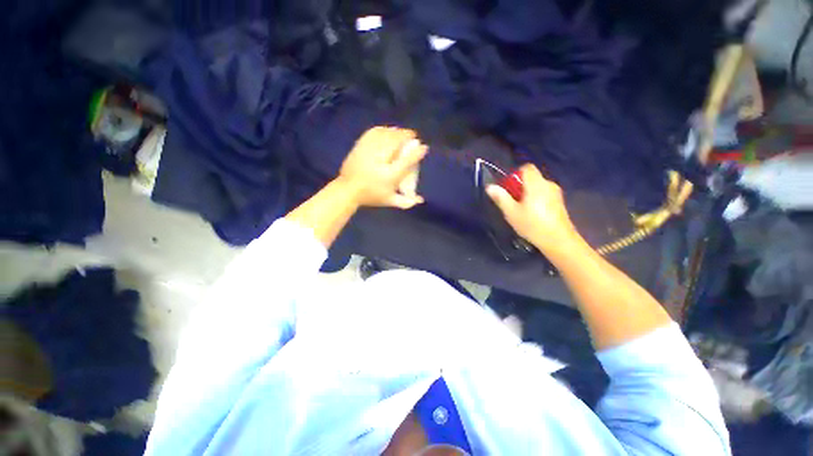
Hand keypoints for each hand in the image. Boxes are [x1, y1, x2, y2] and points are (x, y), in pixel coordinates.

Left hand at [337, 126, 428, 208]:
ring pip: (385, 134)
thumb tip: (421, 200)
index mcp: (390, 175)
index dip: (417, 152)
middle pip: (396, 142)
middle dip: (407, 135)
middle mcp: (381, 161)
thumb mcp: (390, 201)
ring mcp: (369, 151)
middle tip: (412, 136)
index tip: (424, 147)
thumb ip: (407, 202)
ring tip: (401, 133)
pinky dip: (382, 129)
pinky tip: (387, 130)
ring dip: (396, 131)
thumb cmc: (372, 196)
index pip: (407, 160)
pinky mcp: (360, 146)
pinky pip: (373, 132)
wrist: (348, 190)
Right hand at [486, 164, 579, 253]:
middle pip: (531, 177)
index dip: (515, 175)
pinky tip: (533, 214)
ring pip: (537, 186)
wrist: (558, 241)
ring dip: (527, 193)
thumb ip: (501, 198)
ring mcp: (556, 193)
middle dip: (520, 186)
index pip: (526, 168)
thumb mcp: (511, 213)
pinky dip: (536, 199)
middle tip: (512, 202)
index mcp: (536, 184)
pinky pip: (544, 193)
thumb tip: (490, 186)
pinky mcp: (559, 202)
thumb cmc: (532, 225)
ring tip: (521, 210)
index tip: (509, 189)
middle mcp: (548, 184)